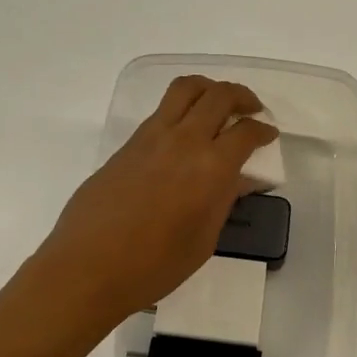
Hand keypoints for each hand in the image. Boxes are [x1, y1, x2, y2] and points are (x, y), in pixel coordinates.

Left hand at [28, 76, 277, 326]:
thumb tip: (238, 178)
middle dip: (242, 97)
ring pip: (185, 89)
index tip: (269, 135)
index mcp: (210, 168)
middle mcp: (183, 141)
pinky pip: (162, 111)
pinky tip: (185, 133)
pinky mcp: (128, 144)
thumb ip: (223, 201)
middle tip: (251, 110)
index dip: (263, 130)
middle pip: (218, 96)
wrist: (88, 267)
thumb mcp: (203, 240)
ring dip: (209, 89)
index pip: (246, 132)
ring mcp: (151, 138)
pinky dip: (182, 108)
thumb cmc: (153, 266)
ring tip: (217, 105)